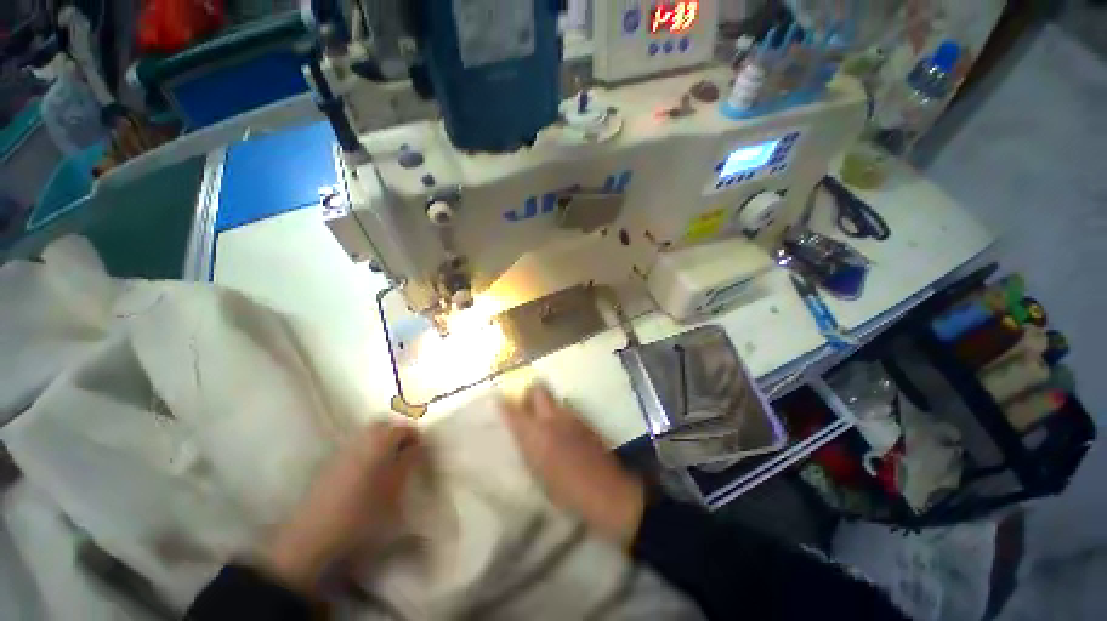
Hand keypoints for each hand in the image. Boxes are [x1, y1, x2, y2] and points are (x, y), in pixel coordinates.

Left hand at [261, 422, 421, 591]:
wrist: (314, 539)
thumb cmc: (364, 512)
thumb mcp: (396, 488)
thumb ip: (409, 461)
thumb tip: (417, 445)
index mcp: (380, 441)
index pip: (405, 428)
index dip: (416, 439)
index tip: (421, 454)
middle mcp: (360, 439)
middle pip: (384, 426)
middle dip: (397, 435)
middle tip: (406, 454)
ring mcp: (342, 451)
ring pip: (367, 437)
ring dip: (381, 445)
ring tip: (389, 467)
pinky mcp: (328, 466)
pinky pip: (354, 450)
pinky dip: (365, 455)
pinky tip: (367, 477)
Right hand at [501, 384, 644, 544]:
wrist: (605, 490)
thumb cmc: (565, 492)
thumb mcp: (537, 474)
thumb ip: (528, 448)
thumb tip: (521, 434)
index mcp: (535, 435)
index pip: (513, 411)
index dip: (504, 403)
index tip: (498, 398)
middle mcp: (551, 418)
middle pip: (538, 390)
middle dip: (530, 393)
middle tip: (526, 403)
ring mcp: (570, 416)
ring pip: (554, 398)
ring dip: (546, 403)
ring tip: (544, 417)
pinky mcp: (584, 420)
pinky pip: (567, 409)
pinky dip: (560, 412)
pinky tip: (562, 428)